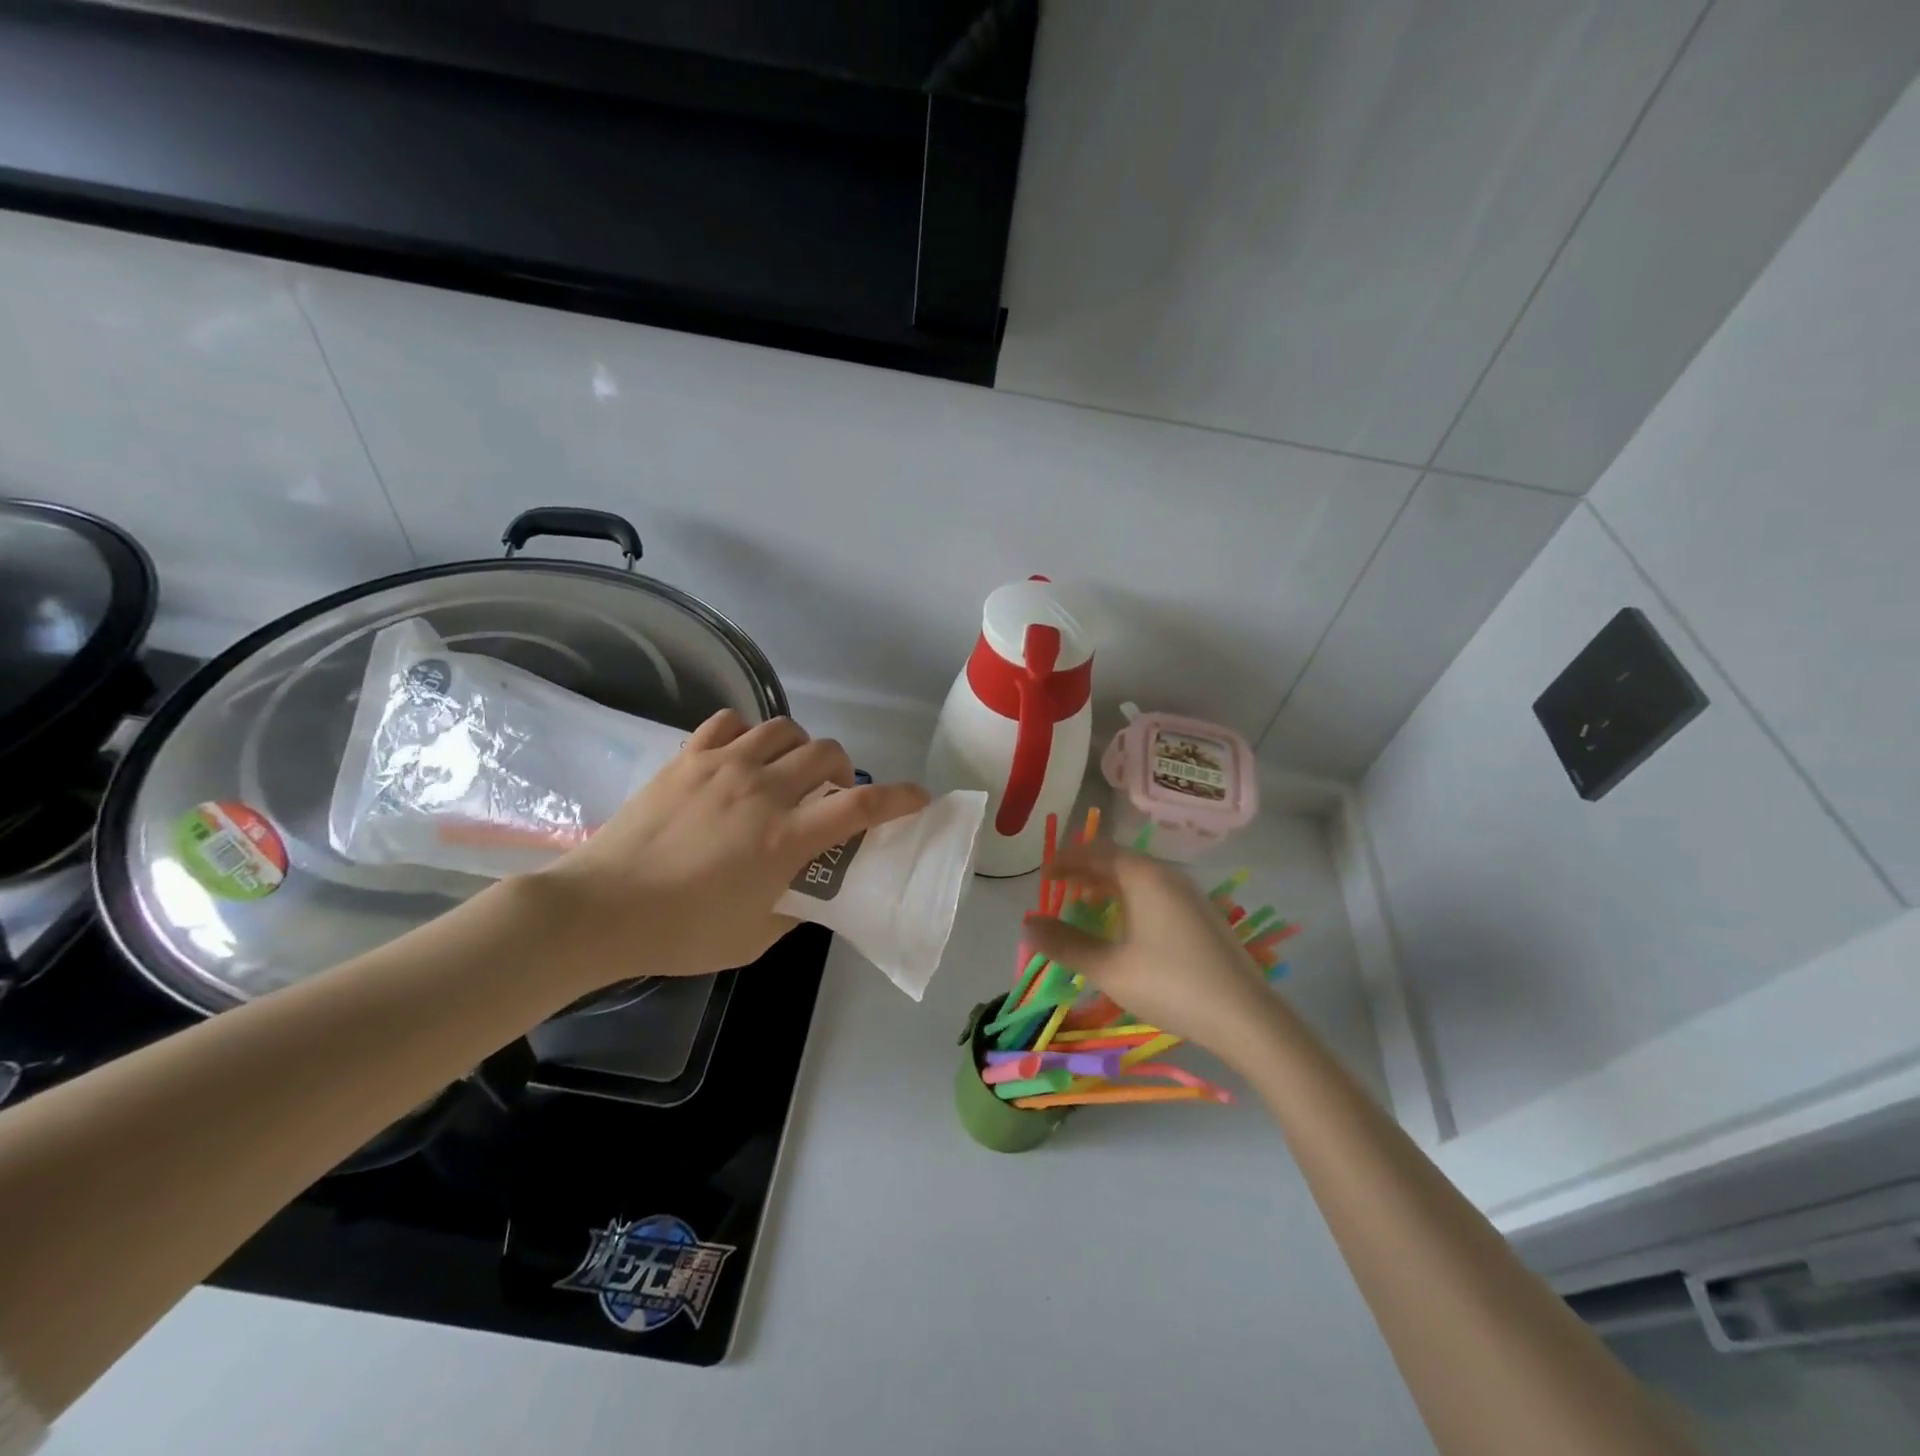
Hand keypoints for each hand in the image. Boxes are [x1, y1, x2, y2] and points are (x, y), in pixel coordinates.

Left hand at [534, 710, 928, 984]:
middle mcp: (763, 791)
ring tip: (788, 771)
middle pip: (828, 754)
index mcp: (786, 838)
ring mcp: (724, 767)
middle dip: (844, 771)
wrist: (600, 909)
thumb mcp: (754, 937)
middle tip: (831, 795)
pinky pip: (731, 722)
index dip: (900, 799)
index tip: (918, 798)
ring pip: (784, 730)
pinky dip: (749, 733)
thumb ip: (795, 910)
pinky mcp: (688, 758)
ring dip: (800, 748)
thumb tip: (812, 892)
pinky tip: (742, 756)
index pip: (862, 807)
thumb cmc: (682, 931)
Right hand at [1022, 841, 1274, 1062]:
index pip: (1097, 851)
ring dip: (1107, 885)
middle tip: (1057, 886)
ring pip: (1139, 878)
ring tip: (1083, 903)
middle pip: (1119, 861)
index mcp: (1145, 877)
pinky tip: (1124, 925)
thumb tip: (1027, 924)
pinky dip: (1129, 898)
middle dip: (1085, 870)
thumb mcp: (1110, 968)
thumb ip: (1066, 944)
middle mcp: (1168, 876)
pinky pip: (1156, 894)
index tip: (1043, 872)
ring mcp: (1190, 896)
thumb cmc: (1171, 986)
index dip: (1066, 859)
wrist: (1246, 1018)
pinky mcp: (1203, 917)